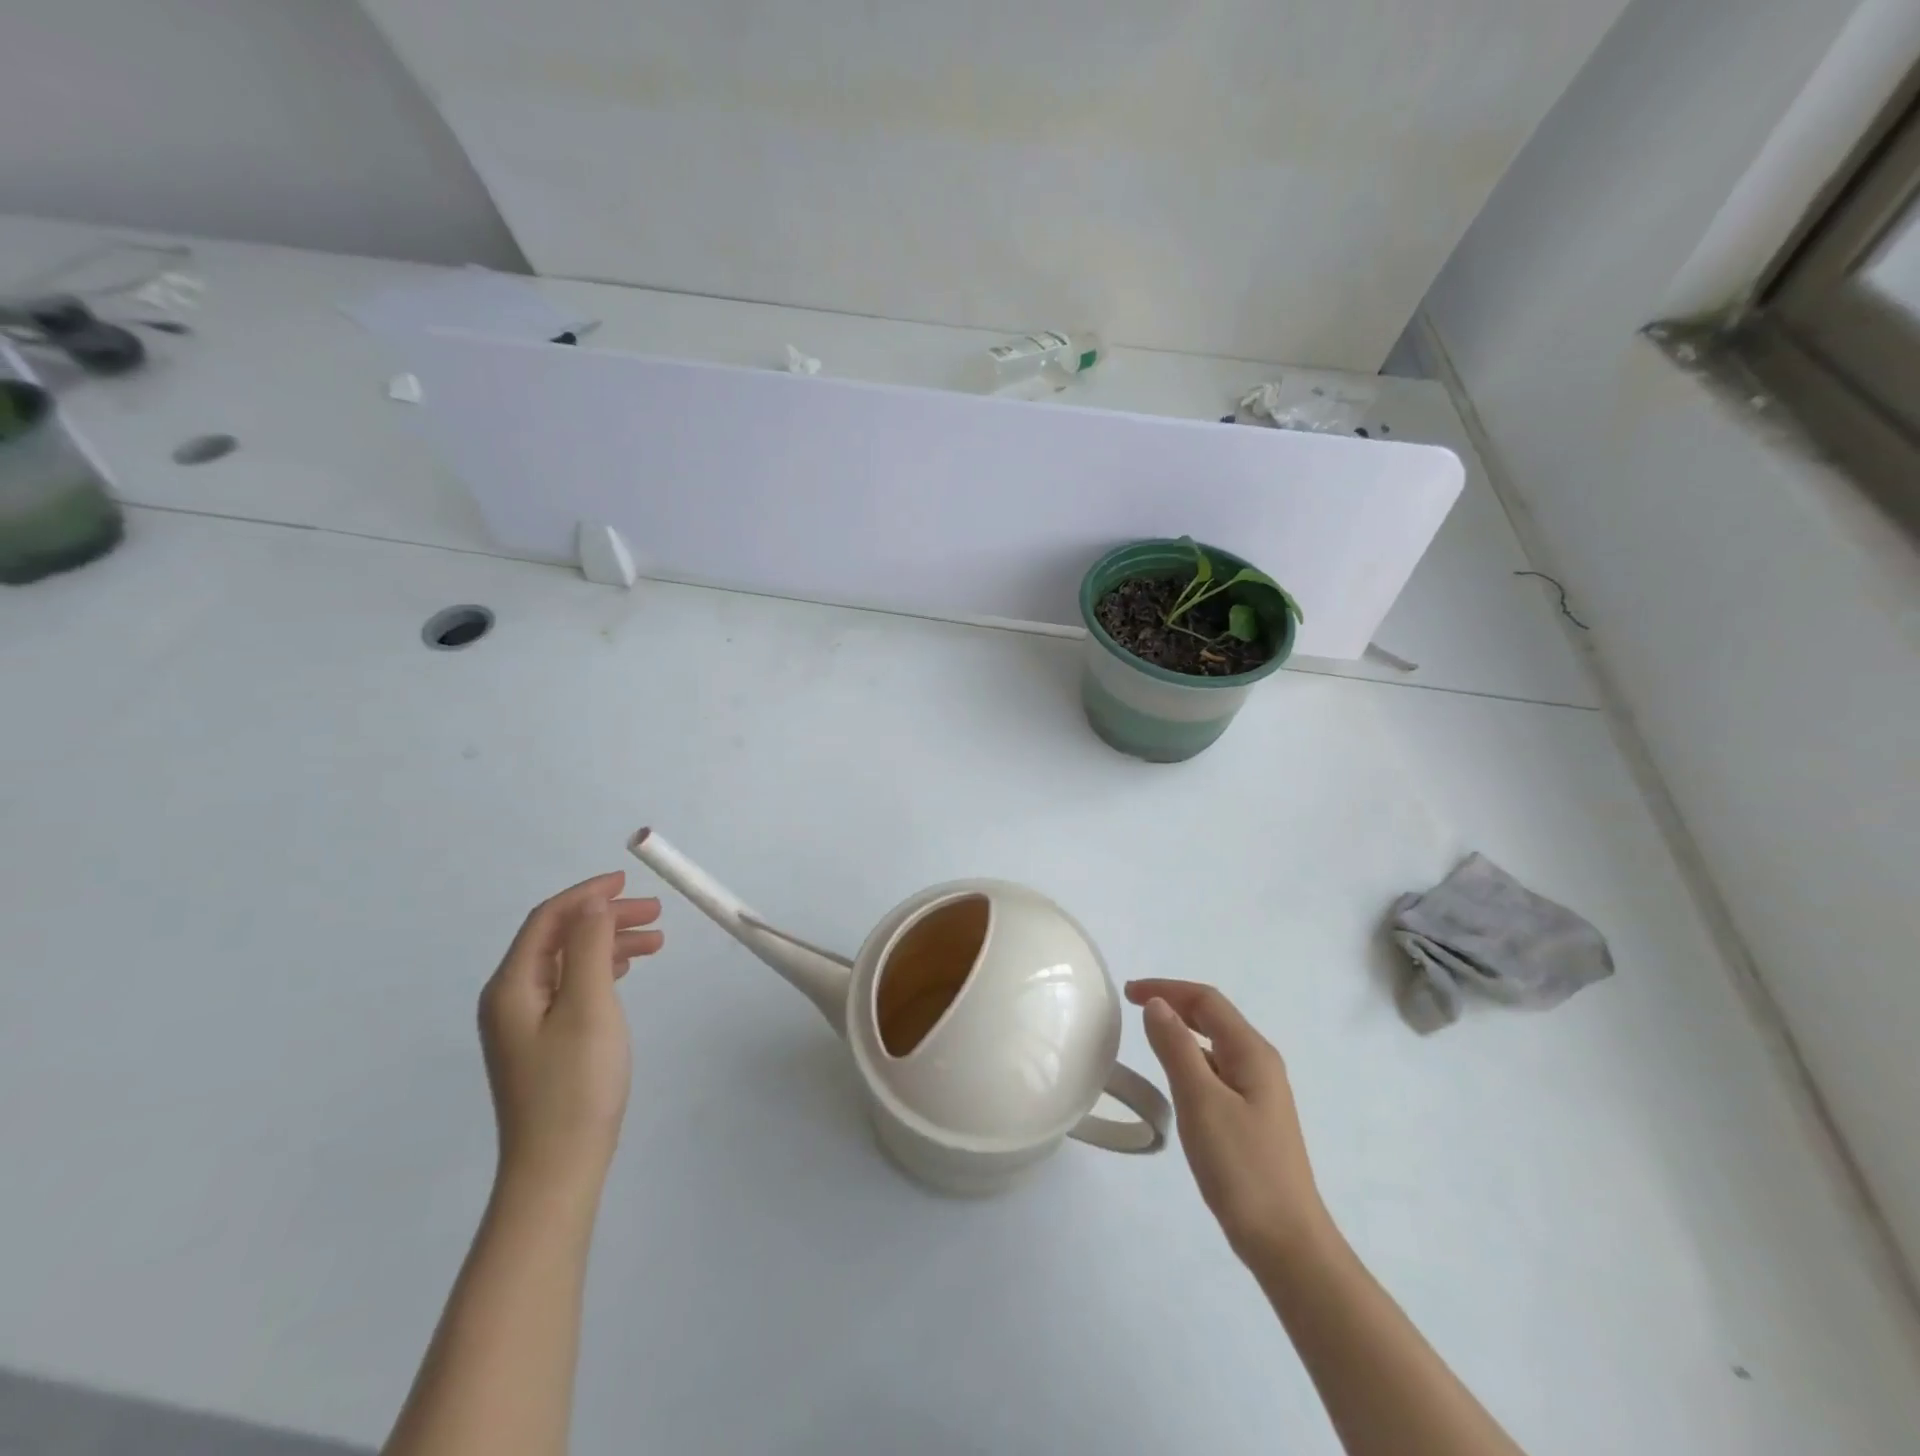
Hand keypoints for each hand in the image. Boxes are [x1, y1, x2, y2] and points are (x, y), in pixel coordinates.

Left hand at [478, 873, 663, 1193]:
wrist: (558, 1167)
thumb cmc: (576, 1084)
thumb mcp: (589, 1006)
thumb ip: (592, 948)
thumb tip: (593, 903)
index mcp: (512, 986)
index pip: (548, 920)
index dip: (588, 894)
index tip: (629, 882)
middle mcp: (511, 998)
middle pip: (559, 938)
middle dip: (606, 917)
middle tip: (656, 914)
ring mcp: (524, 1022)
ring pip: (569, 962)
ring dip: (610, 943)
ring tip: (657, 941)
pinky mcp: (542, 1041)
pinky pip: (572, 986)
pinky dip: (602, 969)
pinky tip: (627, 970)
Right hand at [1126, 979, 1329, 1263]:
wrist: (1286, 1243)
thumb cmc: (1242, 1167)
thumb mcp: (1201, 1101)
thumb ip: (1176, 1048)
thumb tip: (1157, 1005)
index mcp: (1252, 1053)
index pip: (1206, 1001)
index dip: (1167, 988)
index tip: (1128, 993)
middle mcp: (1260, 1064)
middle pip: (1213, 1017)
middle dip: (1174, 1003)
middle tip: (1133, 1006)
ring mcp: (1258, 1093)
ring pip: (1214, 1045)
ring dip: (1181, 1031)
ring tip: (1146, 1036)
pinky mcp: (1251, 1118)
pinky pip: (1216, 1071)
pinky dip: (1190, 1059)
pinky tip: (1174, 1078)